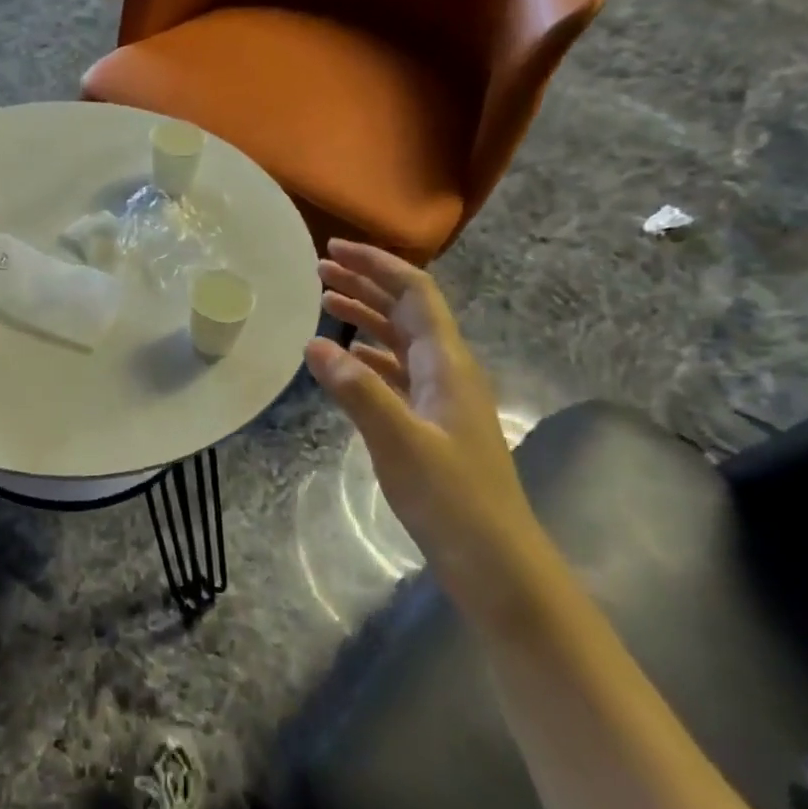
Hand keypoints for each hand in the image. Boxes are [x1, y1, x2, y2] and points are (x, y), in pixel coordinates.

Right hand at [304, 240, 549, 608]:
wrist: (493, 559)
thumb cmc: (451, 498)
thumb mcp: (399, 441)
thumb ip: (357, 390)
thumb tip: (314, 343)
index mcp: (447, 364)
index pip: (415, 294)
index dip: (377, 265)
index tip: (334, 249)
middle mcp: (447, 371)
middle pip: (406, 311)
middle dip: (365, 283)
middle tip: (318, 269)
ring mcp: (441, 398)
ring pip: (400, 341)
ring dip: (365, 317)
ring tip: (324, 302)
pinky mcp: (431, 423)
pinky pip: (397, 373)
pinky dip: (369, 356)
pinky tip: (346, 360)